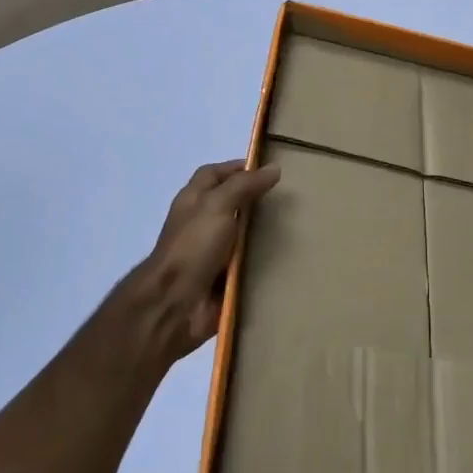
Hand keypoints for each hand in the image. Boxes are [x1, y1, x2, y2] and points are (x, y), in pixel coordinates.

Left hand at [112, 159, 280, 369]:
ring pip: (242, 235)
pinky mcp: (223, 278)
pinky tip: (289, 257)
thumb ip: (244, 185)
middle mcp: (201, 222)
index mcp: (194, 200)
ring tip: (298, 226)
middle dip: (256, 200)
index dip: (238, 168)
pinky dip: (263, 260)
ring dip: (263, 232)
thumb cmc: (193, 246)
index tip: (270, 169)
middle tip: (290, 198)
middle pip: (231, 203)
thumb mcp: (218, 205)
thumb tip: (274, 168)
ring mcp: (212, 252)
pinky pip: (247, 264)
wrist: (175, 304)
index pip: (215, 174)